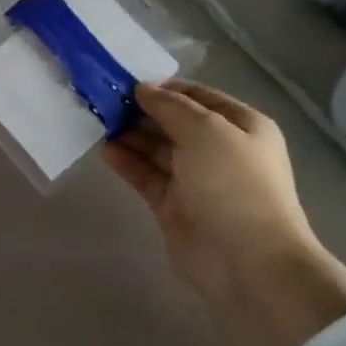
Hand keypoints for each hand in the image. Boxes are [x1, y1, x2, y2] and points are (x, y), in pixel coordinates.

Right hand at [103, 81, 323, 301]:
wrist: (248, 263)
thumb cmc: (234, 185)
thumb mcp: (206, 130)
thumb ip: (170, 106)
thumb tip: (142, 89)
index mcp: (241, 126)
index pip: (196, 96)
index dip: (163, 87)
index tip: (125, 82)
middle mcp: (219, 149)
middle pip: (173, 121)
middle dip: (140, 110)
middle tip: (102, 99)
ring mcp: (195, 179)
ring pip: (156, 148)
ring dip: (129, 134)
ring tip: (97, 121)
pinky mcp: (173, 205)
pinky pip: (146, 175)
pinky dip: (126, 162)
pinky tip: (105, 150)